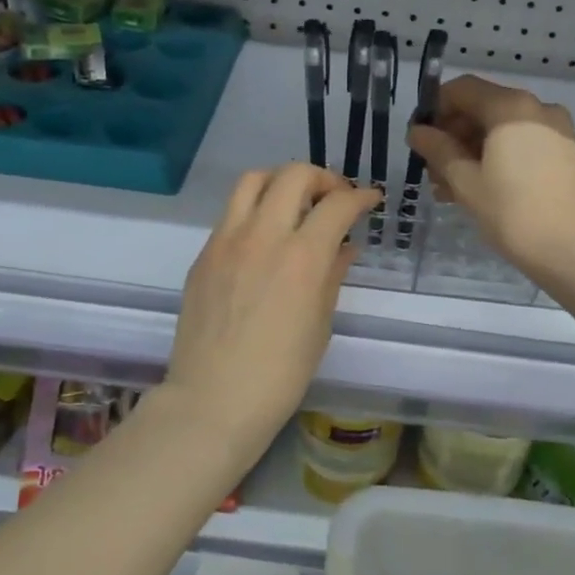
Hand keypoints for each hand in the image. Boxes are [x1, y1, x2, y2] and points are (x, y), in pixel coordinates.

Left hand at [164, 164, 380, 455]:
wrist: (213, 400)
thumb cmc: (280, 373)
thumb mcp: (320, 324)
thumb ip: (332, 275)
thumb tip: (343, 247)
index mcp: (301, 257)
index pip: (337, 204)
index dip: (360, 196)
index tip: (370, 200)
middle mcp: (262, 235)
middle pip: (294, 175)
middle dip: (322, 178)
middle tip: (334, 199)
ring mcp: (226, 241)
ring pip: (252, 180)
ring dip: (281, 181)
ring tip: (295, 203)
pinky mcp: (203, 255)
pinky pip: (231, 213)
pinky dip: (254, 210)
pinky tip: (264, 238)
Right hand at [407, 75, 574, 285]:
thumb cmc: (514, 214)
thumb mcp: (466, 182)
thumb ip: (439, 151)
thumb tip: (418, 131)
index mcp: (511, 107)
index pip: (462, 89)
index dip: (434, 109)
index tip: (419, 139)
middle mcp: (538, 109)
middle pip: (484, 108)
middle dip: (453, 135)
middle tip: (433, 172)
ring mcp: (557, 132)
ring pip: (503, 130)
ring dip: (473, 152)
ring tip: (451, 189)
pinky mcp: (568, 155)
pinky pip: (523, 145)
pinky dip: (499, 159)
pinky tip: (483, 191)